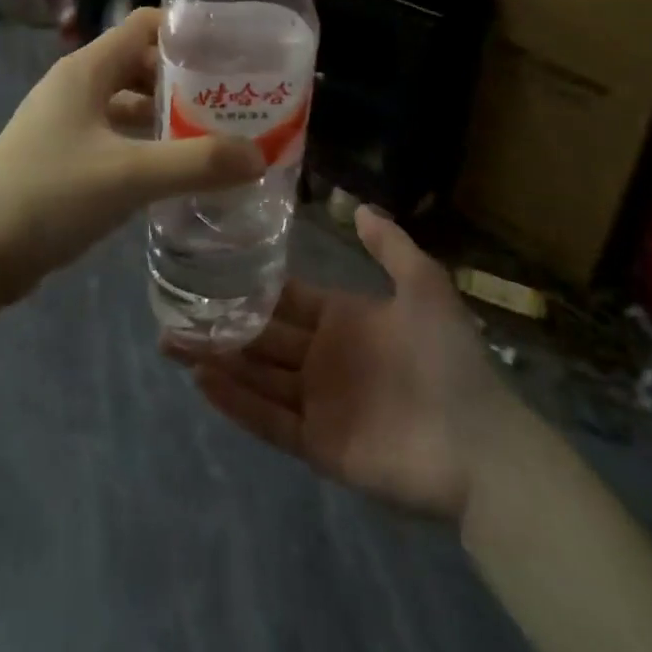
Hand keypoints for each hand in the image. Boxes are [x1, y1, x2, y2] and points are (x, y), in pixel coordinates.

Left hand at [0, 9, 264, 305]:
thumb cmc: (49, 197)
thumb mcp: (129, 176)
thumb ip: (196, 163)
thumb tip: (258, 154)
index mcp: (87, 70)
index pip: (144, 25)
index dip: (187, 31)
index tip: (232, 51)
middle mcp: (75, 86)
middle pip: (140, 63)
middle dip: (185, 79)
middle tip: (233, 99)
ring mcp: (65, 122)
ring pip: (127, 103)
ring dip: (166, 114)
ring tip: (215, 134)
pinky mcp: (62, 156)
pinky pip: (114, 136)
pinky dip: (145, 144)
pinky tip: (173, 170)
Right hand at [164, 207, 506, 521]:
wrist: (479, 445)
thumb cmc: (447, 359)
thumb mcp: (424, 286)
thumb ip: (391, 246)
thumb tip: (357, 205)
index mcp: (343, 319)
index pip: (286, 298)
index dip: (251, 286)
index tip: (210, 269)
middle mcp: (323, 357)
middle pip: (262, 337)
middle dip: (221, 324)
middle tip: (172, 312)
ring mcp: (318, 402)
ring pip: (257, 376)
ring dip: (218, 360)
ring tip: (173, 342)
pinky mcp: (317, 443)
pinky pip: (269, 420)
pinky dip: (236, 402)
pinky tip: (203, 381)